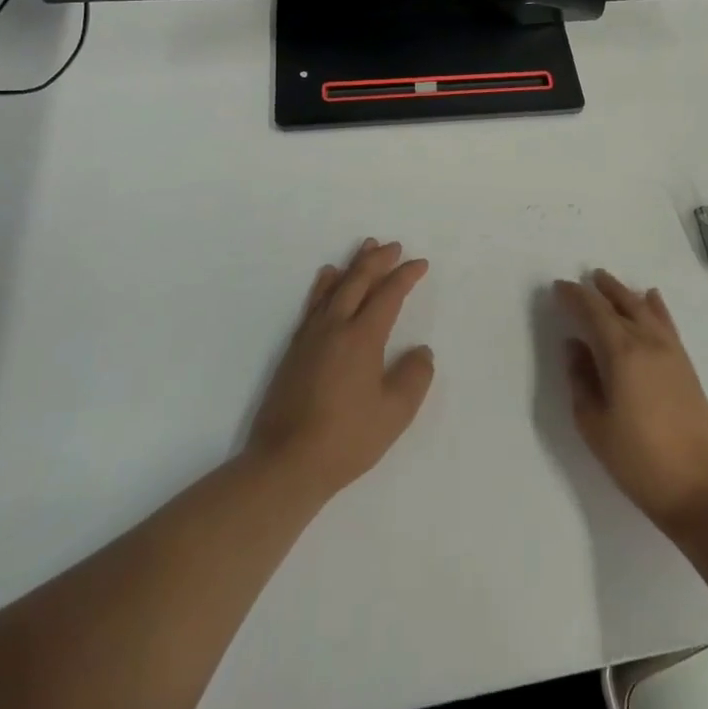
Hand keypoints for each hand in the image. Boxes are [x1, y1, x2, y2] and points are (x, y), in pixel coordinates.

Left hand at [247, 239, 434, 501]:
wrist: (287, 462)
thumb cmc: (347, 439)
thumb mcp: (395, 412)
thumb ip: (415, 377)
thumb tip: (421, 351)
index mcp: (362, 337)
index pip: (388, 295)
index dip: (405, 276)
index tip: (420, 264)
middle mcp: (335, 327)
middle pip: (358, 281)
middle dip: (378, 260)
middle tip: (393, 246)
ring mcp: (311, 337)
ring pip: (334, 288)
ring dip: (352, 266)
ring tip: (364, 248)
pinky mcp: (294, 350)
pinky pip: (314, 304)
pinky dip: (324, 286)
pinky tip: (326, 280)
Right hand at [556, 270, 707, 534]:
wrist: (702, 488)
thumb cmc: (639, 461)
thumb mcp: (594, 425)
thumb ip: (581, 380)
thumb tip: (575, 347)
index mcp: (621, 353)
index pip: (593, 312)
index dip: (574, 297)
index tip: (558, 287)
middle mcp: (647, 343)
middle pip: (620, 304)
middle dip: (599, 290)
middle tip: (581, 280)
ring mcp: (671, 352)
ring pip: (644, 309)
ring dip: (624, 293)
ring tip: (607, 282)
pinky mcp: (686, 366)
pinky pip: (666, 323)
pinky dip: (655, 307)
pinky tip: (651, 298)